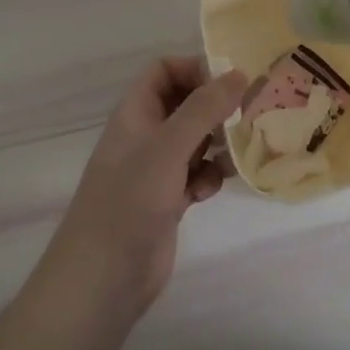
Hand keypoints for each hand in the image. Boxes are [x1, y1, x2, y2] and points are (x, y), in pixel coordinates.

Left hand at [42, 58, 245, 324]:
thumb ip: (204, 108)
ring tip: (236, 150)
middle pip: (184, 103)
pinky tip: (210, 191)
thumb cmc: (130, 200)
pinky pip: (196, 174)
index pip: (164, 71)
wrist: (102, 279)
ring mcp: (155, 170)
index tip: (229, 81)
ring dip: (216, 143)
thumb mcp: (169, 146)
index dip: (194, 69)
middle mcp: (145, 135)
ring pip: (194, 140)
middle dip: (214, 106)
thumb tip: (239, 73)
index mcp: (135, 113)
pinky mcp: (167, 201)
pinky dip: (208, 177)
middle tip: (247, 112)